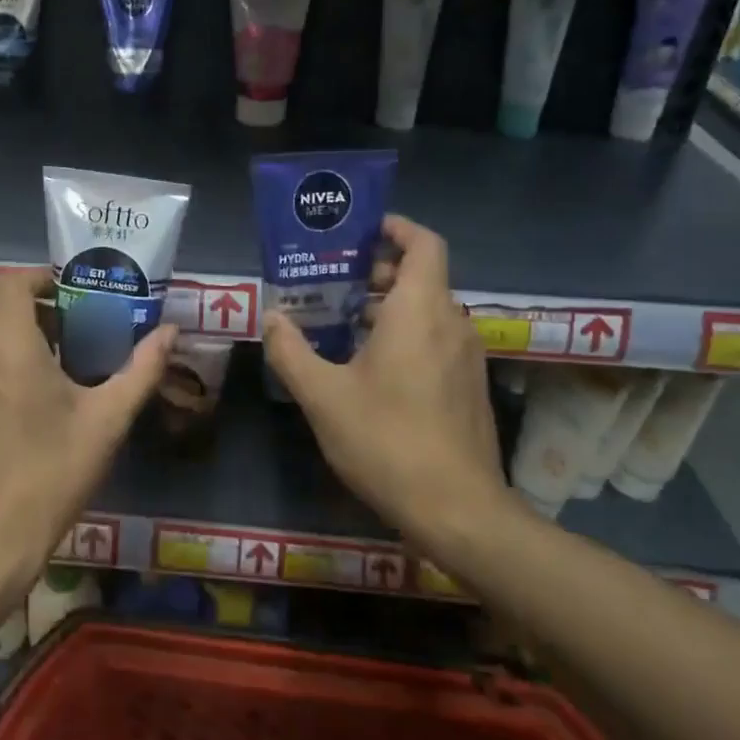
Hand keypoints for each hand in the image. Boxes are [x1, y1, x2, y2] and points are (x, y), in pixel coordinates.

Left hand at [0, 269, 174, 599]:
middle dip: (34, 317)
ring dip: (8, 345)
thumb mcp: (106, 421)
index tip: (73, 298)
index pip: (14, 281)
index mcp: (4, 343)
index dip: (43, 279)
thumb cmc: (50, 476)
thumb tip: (172, 331)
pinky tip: (6, 413)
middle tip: (70, 343)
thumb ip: (141, 368)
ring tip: (41, 379)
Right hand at [261, 215, 514, 542]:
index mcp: (421, 310)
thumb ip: (291, 351)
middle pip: (421, 275)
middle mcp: (451, 322)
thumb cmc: (388, 440)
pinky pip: (436, 339)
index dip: (396, 227)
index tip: (360, 231)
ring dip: (389, 306)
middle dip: (378, 271)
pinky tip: (368, 367)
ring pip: (428, 310)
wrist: (459, 511)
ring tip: (342, 323)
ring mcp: (466, 357)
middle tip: (334, 282)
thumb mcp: (323, 396)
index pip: (424, 243)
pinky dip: (405, 334)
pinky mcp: (468, 386)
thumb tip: (271, 317)